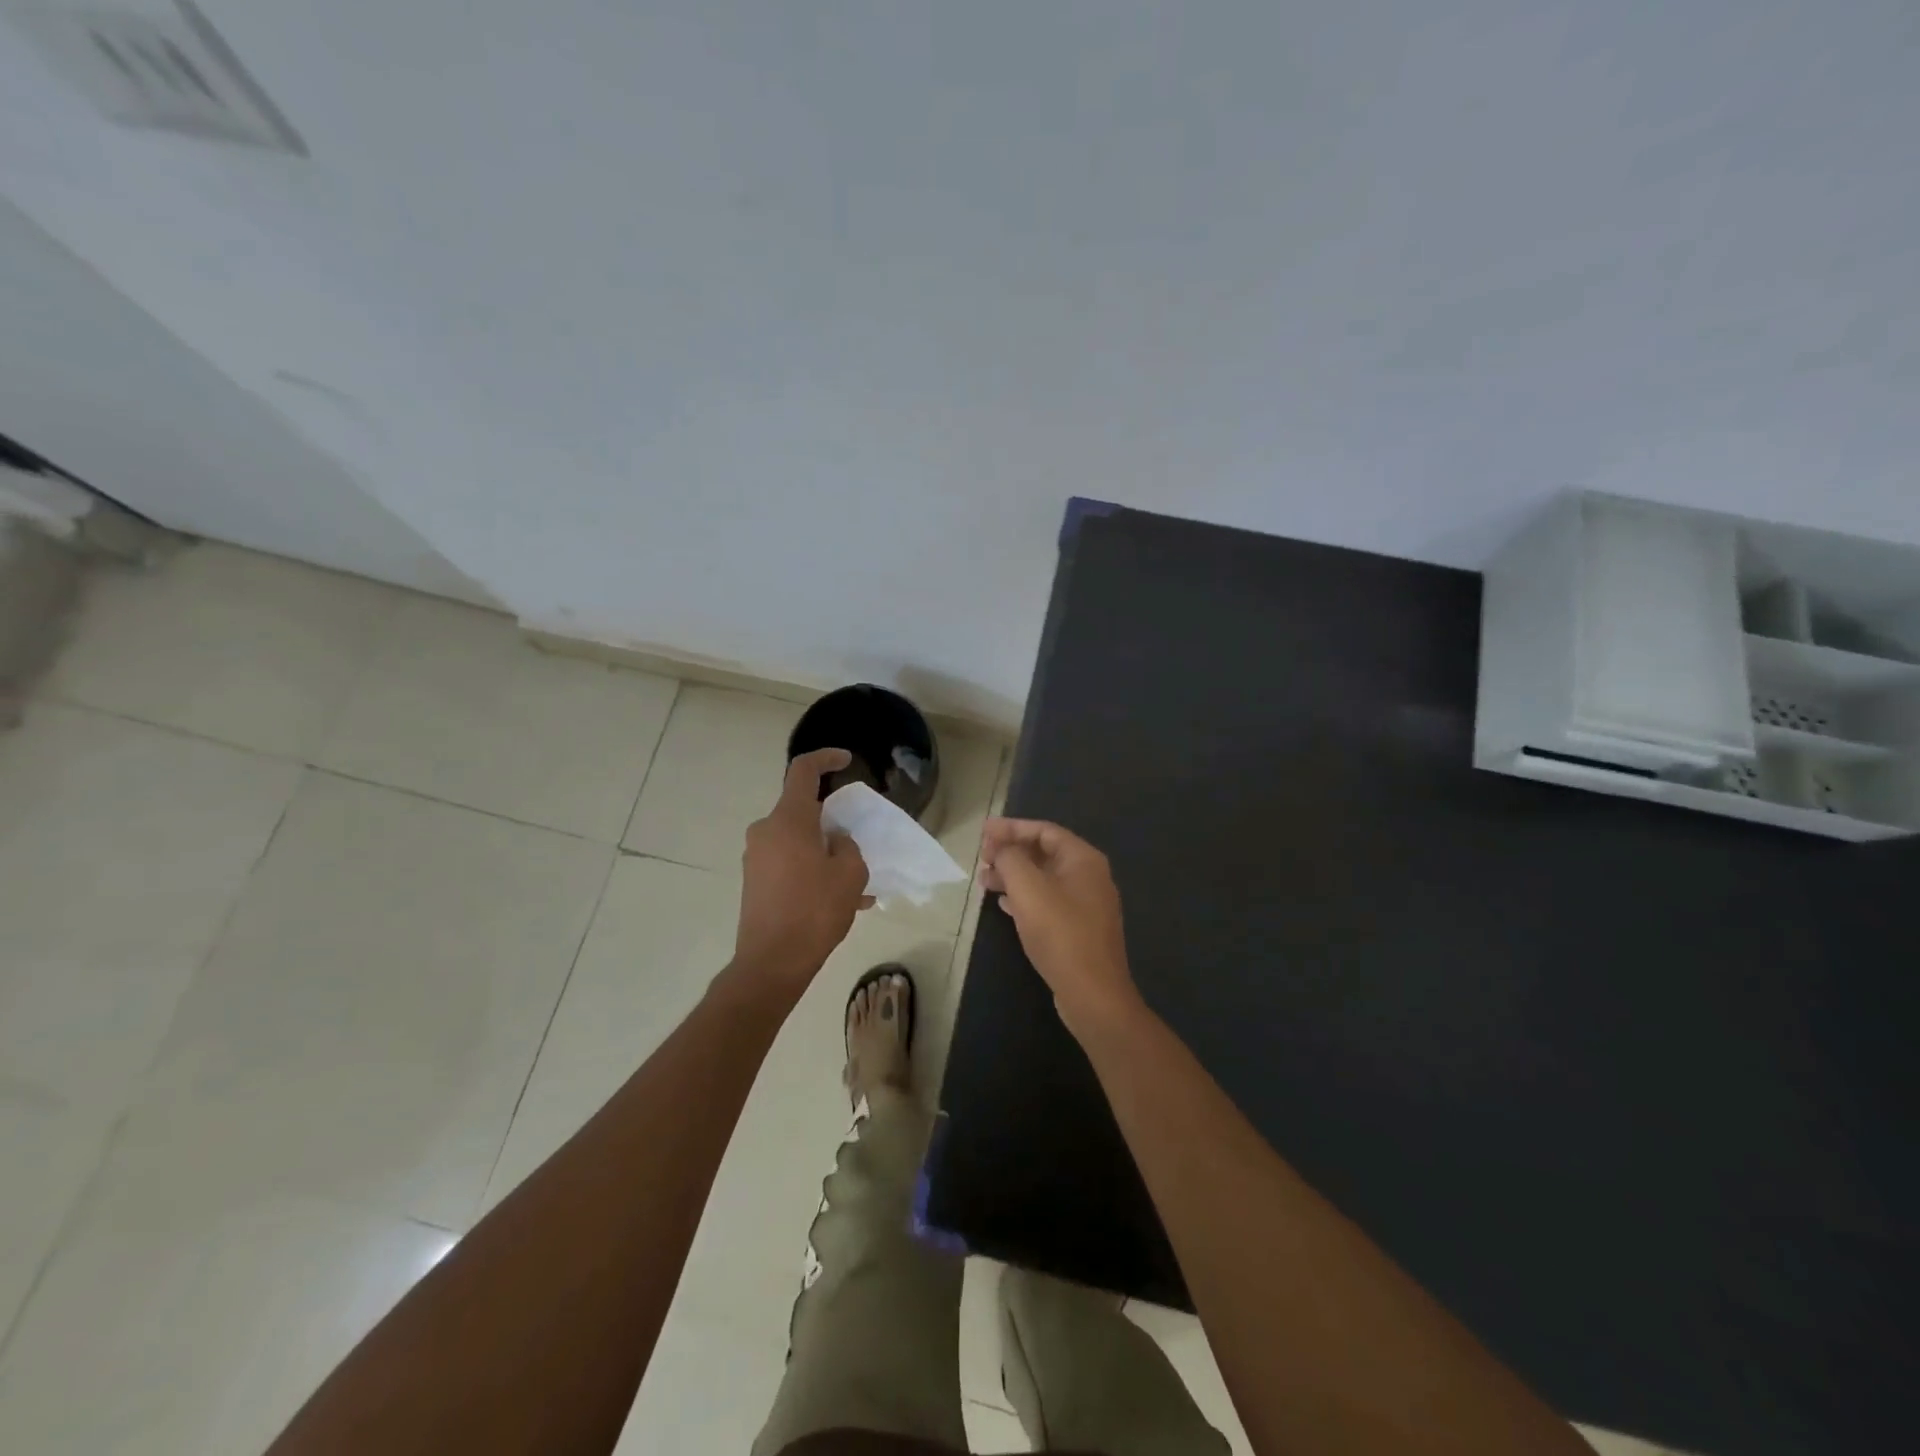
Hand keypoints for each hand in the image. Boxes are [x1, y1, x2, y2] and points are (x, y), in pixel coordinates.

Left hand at [733, 748, 870, 993]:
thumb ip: (847, 846)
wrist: (771, 963)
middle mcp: (766, 831)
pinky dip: (812, 871)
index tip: (846, 760)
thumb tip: (834, 842)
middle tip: (858, 841)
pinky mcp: (754, 881)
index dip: (826, 758)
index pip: (803, 771)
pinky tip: (839, 900)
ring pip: (798, 840)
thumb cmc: (814, 911)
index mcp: (788, 820)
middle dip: (832, 821)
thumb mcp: (850, 874)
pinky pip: (789, 863)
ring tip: (856, 882)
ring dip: (825, 852)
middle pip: (803, 810)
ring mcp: (756, 857)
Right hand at [979, 818, 1140, 1034]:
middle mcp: (1089, 876)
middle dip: (1011, 852)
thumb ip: (1011, 859)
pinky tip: (1003, 905)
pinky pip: (1047, 901)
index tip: (983, 832)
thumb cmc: (1060, 933)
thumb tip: (1001, 847)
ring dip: (1013, 876)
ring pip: (1044, 879)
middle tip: (981, 857)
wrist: (1092, 993)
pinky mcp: (1079, 929)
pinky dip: (1024, 897)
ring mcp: (1086, 904)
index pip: (1044, 830)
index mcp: (1083, 859)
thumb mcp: (1028, 889)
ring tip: (983, 881)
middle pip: (1044, 853)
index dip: (1011, 828)